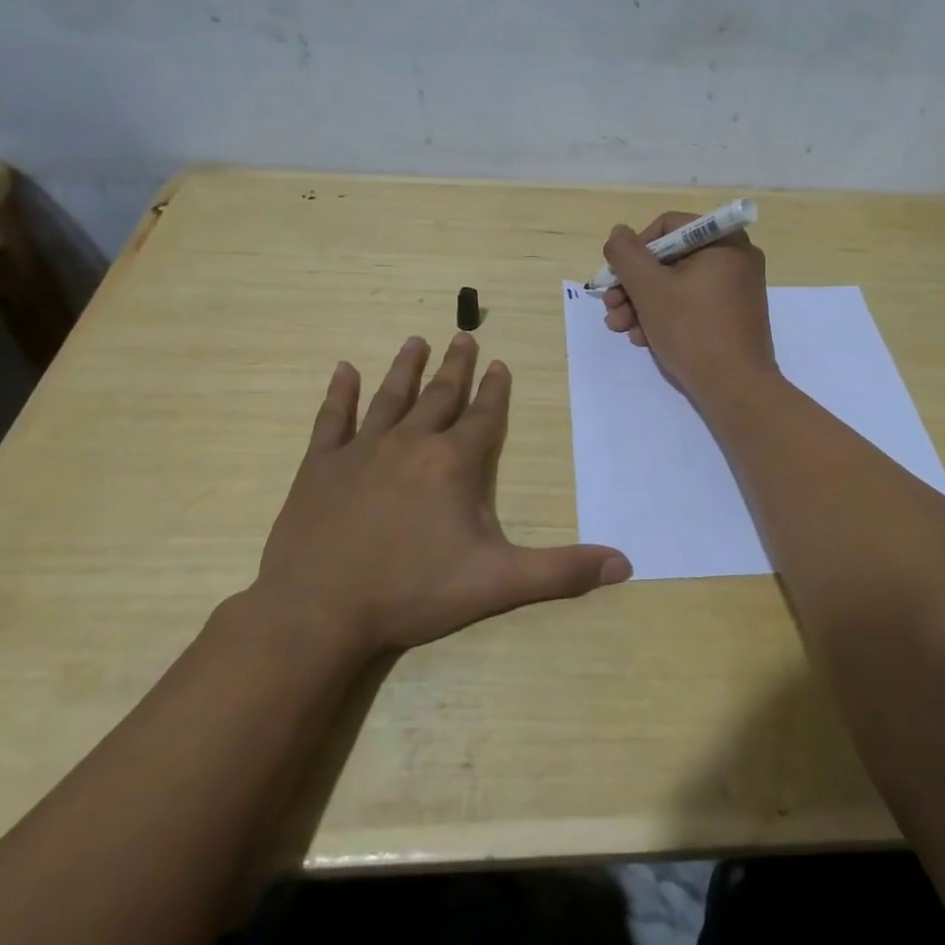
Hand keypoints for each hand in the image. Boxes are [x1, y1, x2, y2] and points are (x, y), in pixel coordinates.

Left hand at [251, 333, 631, 654]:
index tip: (500, 364)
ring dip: (406, 367)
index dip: (495, 390)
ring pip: (390, 397)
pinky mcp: (321, 466)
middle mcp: (410, 443)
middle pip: (440, 396)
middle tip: (464, 335)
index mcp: (453, 463)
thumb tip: (625, 564)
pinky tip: (343, 370)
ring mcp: (362, 450)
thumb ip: (561, 572)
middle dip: (456, 366)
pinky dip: (339, 393)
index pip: (483, 416)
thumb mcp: (497, 583)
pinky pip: (332, 419)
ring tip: (415, 340)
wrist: (319, 610)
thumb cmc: (412, 592)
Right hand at [600, 211, 777, 404]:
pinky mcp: (733, 316)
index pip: (667, 227)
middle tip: (612, 308)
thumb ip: (626, 254)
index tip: (616, 278)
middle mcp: (735, 258)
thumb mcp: (649, 288)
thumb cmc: (693, 330)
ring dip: (643, 304)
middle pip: (670, 259)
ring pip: (677, 285)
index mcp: (723, 241)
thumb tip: (618, 234)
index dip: (634, 251)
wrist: (736, 389)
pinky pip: (692, 305)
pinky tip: (645, 339)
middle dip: (634, 285)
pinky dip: (666, 317)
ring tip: (621, 329)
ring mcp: (736, 289)